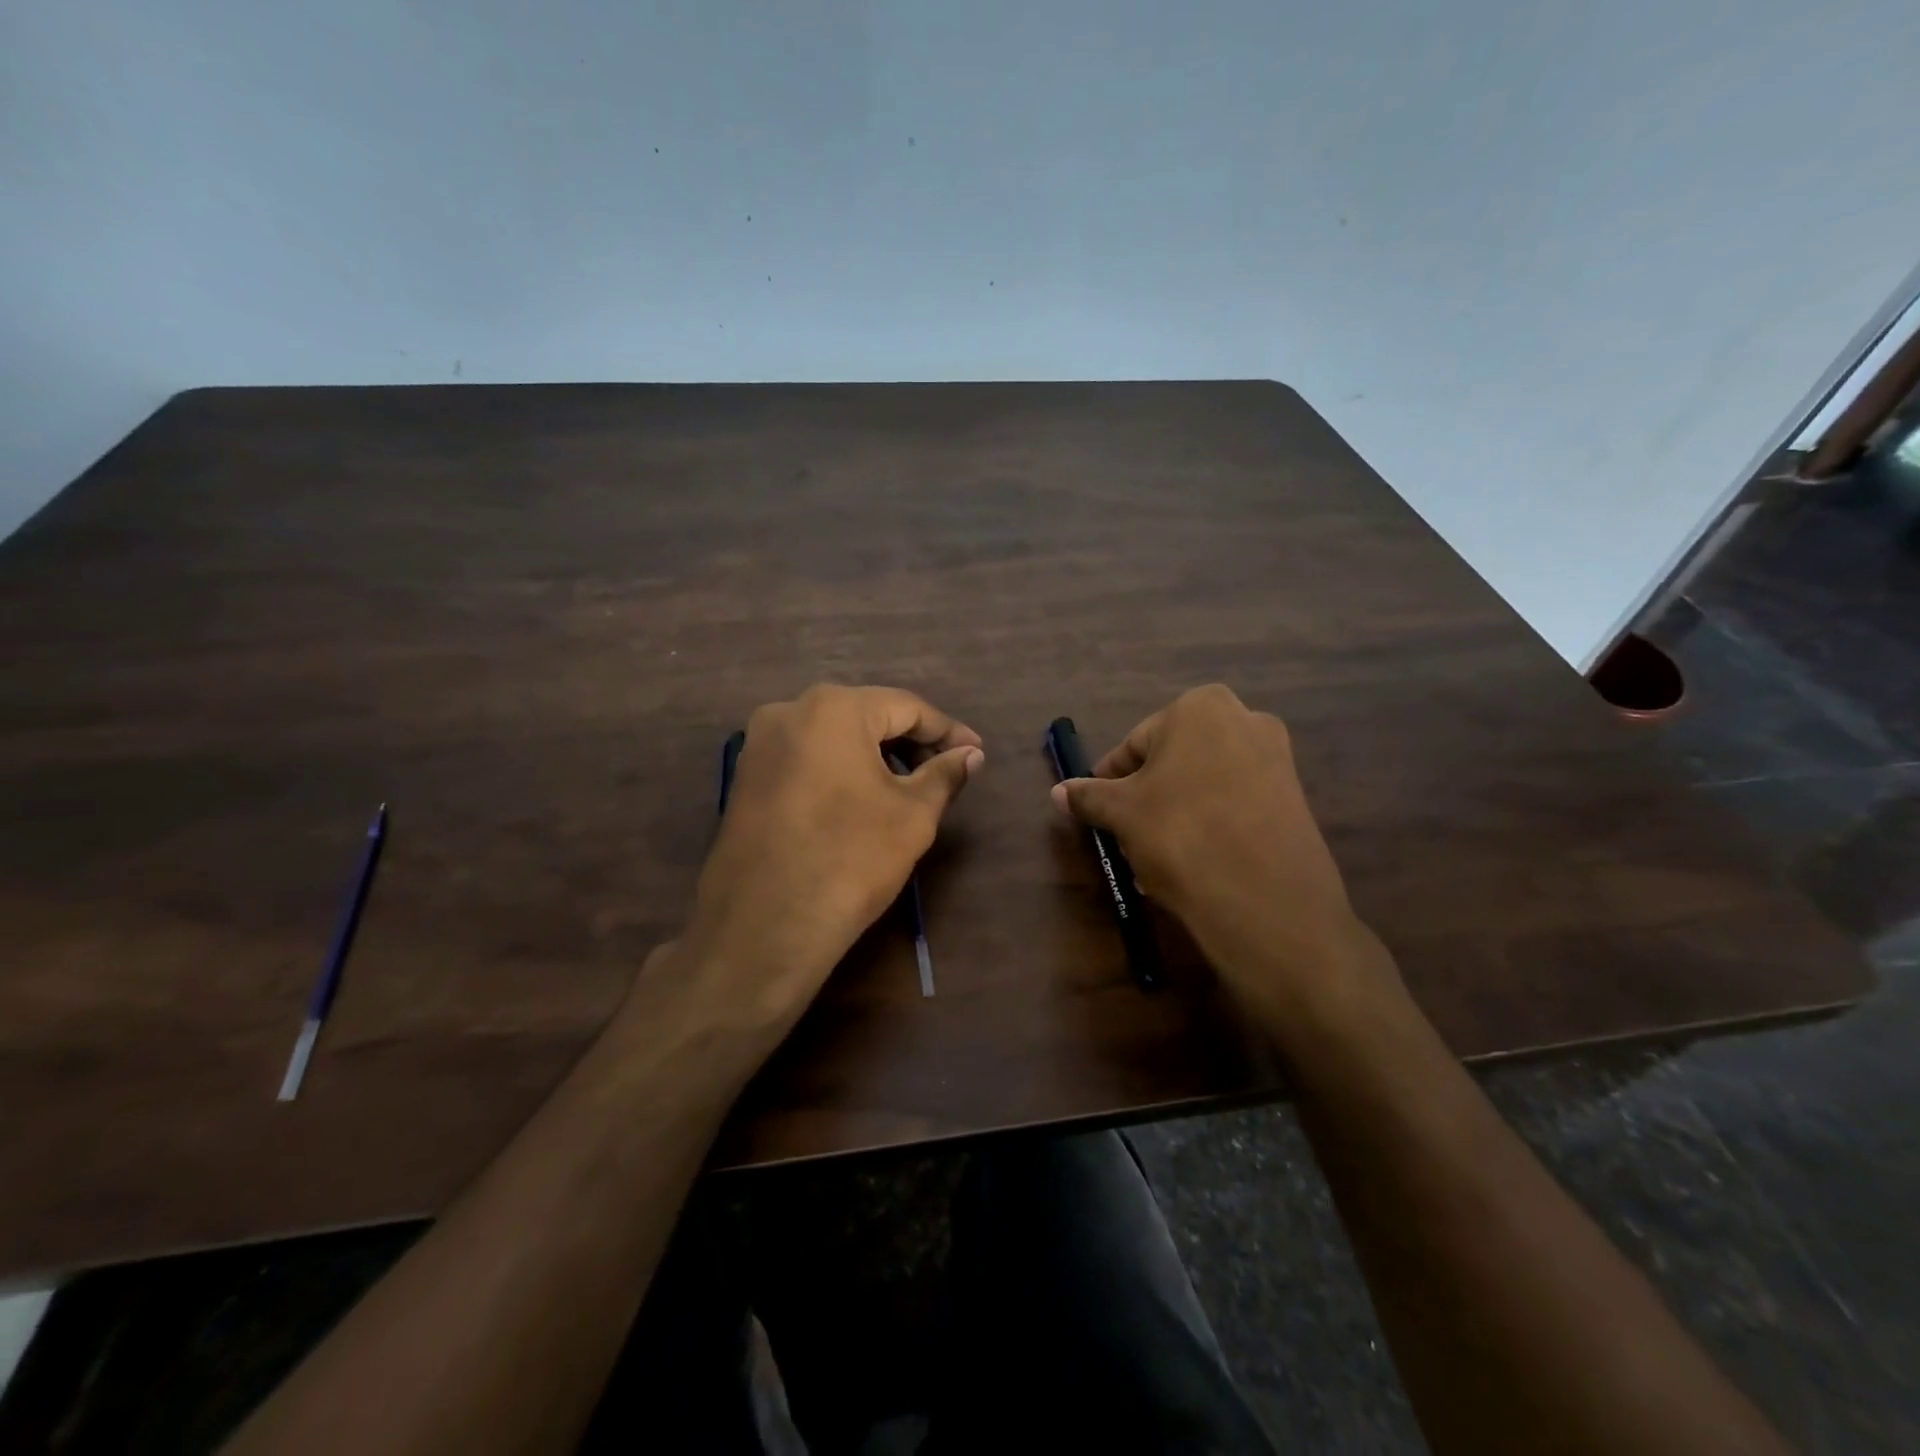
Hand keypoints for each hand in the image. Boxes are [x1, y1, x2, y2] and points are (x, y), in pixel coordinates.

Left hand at [680, 685, 983, 1029]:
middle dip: (911, 743)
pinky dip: (840, 770)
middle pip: (867, 716)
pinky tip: (862, 800)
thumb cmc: (850, 858)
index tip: (977, 753)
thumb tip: (971, 755)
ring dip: (876, 756)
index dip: (948, 731)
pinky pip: (807, 758)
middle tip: (946, 772)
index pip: (906, 707)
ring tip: (908, 788)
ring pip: (834, 737)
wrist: (765, 926)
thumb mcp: (913, 815)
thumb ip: (945, 774)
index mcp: (833, 708)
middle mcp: (789, 711)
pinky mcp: (746, 777)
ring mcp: (759, 744)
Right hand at [1051, 684, 1395, 1023]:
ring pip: (1202, 787)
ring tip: (1153, 861)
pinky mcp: (1294, 800)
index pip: (1135, 744)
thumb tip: (1057, 792)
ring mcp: (1276, 760)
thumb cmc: (1180, 833)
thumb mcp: (1122, 813)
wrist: (1265, 899)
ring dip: (1173, 817)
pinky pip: (1234, 807)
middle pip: (1172, 763)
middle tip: (1125, 838)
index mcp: (1200, 707)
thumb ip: (1088, 796)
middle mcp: (1245, 720)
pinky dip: (1208, 828)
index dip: (1111, 781)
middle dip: (1145, 801)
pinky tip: (1191, 866)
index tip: (1098, 811)